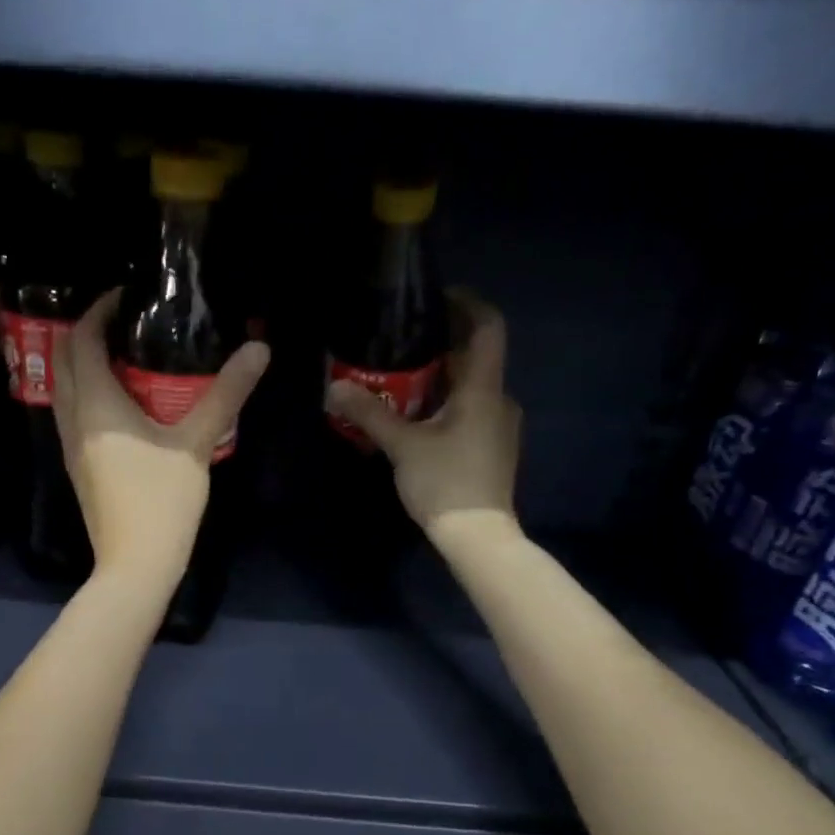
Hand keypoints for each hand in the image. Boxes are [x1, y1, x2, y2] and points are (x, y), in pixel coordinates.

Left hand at [54, 289, 269, 587]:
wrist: (135, 565)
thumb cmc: (163, 503)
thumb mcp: (196, 444)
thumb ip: (225, 395)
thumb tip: (259, 349)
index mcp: (96, 405)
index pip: (83, 339)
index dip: (99, 310)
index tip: (126, 296)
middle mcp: (73, 419)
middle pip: (64, 359)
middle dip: (87, 332)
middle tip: (125, 322)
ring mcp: (71, 447)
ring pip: (64, 389)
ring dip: (84, 365)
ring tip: (124, 356)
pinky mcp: (79, 469)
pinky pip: (73, 415)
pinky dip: (88, 394)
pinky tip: (120, 404)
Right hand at [325, 289, 521, 550]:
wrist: (478, 536)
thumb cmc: (444, 482)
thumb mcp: (402, 447)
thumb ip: (370, 413)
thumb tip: (334, 387)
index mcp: (483, 388)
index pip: (487, 326)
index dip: (467, 304)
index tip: (436, 298)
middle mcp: (499, 399)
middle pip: (476, 357)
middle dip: (442, 346)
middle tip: (402, 344)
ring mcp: (500, 426)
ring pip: (472, 387)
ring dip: (443, 379)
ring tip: (403, 381)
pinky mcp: (493, 449)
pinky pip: (472, 412)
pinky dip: (448, 405)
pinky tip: (420, 420)